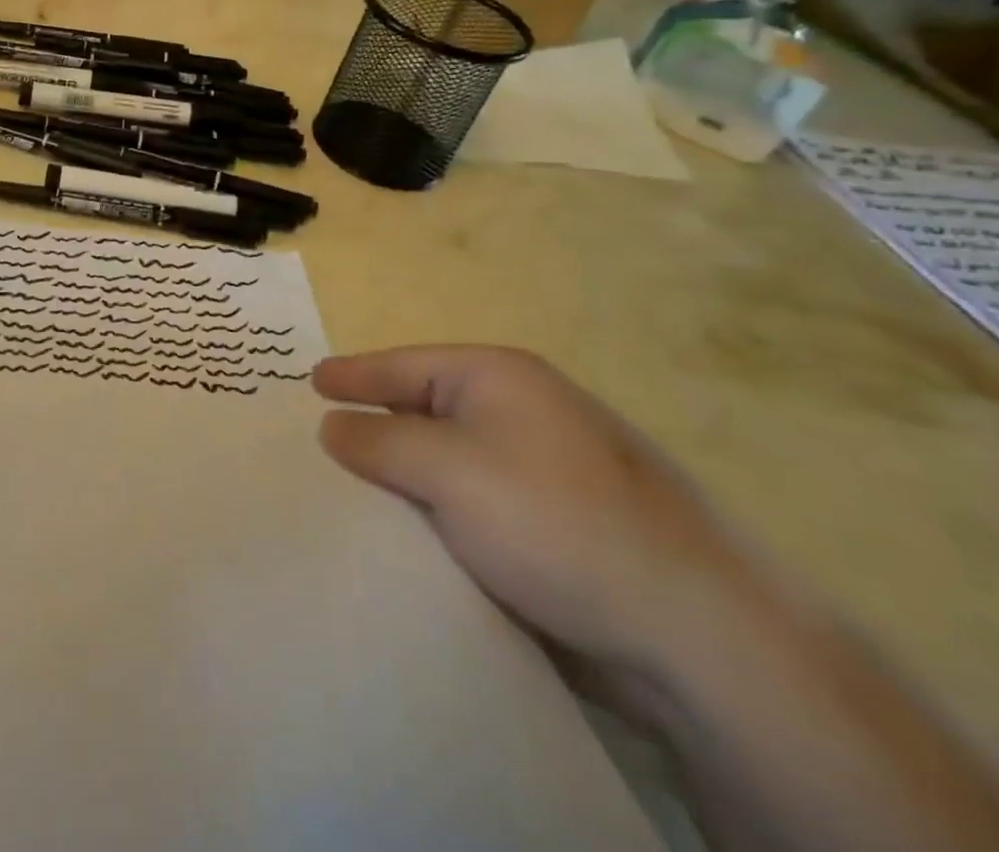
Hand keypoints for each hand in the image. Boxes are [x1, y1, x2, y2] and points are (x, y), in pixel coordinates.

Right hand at [314, 347, 762, 692]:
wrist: (689, 633)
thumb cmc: (551, 520)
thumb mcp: (446, 468)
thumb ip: (377, 440)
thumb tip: (333, 426)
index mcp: (499, 378)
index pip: (405, 365)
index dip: (353, 374)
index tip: (309, 382)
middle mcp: (521, 411)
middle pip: (424, 408)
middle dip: (373, 425)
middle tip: (319, 438)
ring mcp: (542, 468)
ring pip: (447, 460)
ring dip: (403, 474)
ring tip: (351, 488)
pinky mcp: (553, 523)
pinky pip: (471, 502)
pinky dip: (435, 509)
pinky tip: (408, 531)